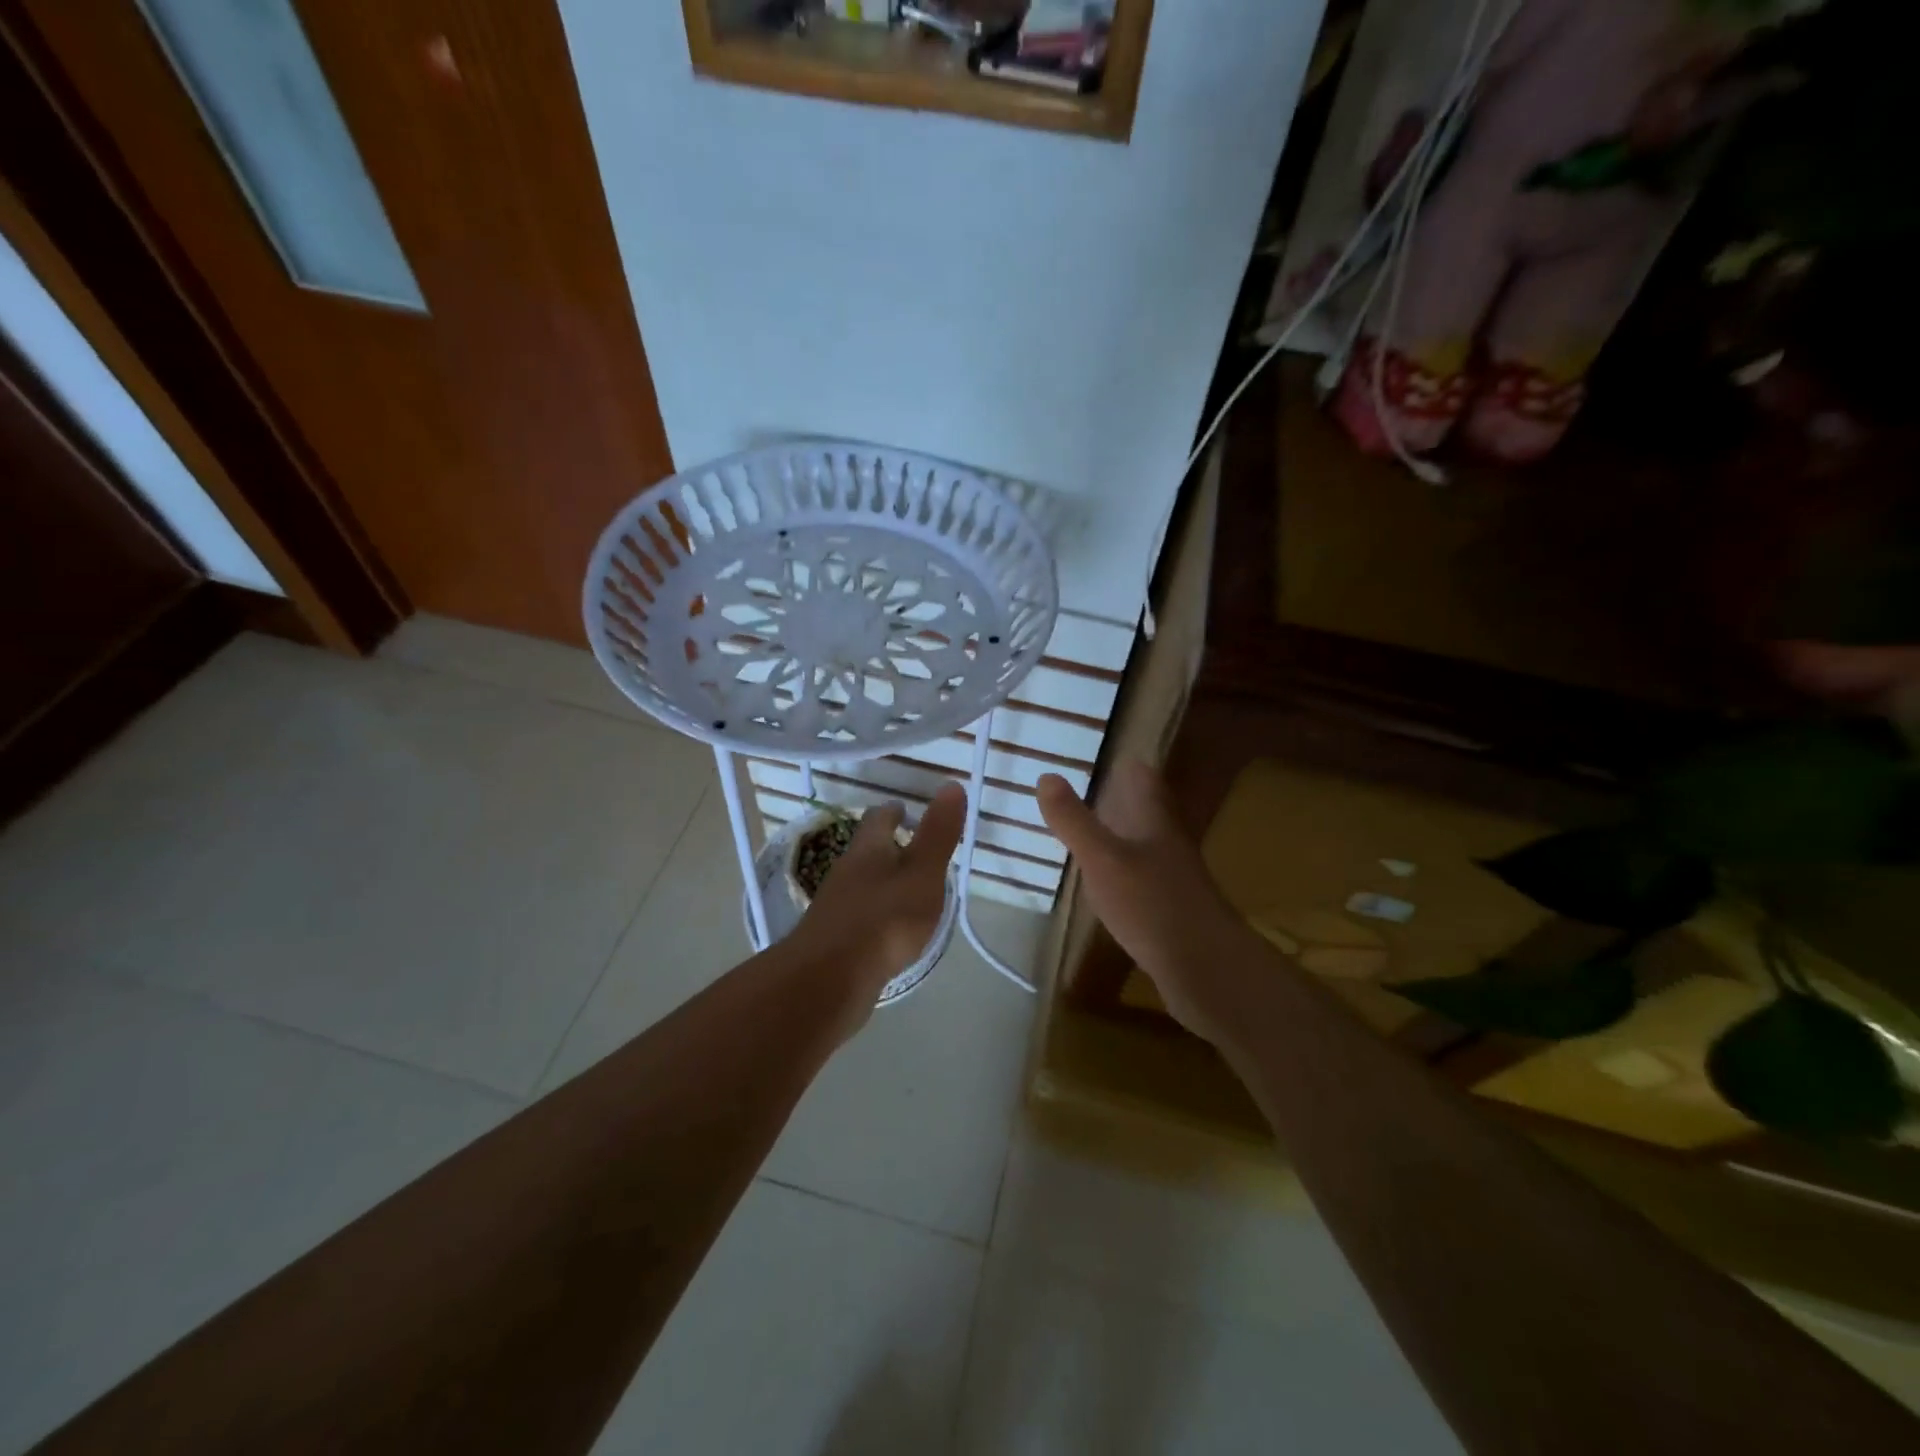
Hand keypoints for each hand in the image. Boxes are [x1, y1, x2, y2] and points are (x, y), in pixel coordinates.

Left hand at [787, 785, 965, 1030]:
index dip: (893, 811)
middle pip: (866, 850)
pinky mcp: (832, 939)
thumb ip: (938, 833)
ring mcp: (835, 907)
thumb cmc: (884, 919)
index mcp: (868, 851)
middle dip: (886, 846)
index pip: (878, 819)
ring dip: (880, 880)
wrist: (829, 979)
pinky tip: (886, 929)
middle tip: (910, 847)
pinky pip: (857, 915)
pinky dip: (874, 913)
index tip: (905, 809)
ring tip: (904, 888)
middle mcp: (846, 871)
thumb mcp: (922, 873)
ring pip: (860, 883)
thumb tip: (951, 784)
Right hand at [1036, 762, 1260, 1039]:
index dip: (1126, 766)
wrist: (1206, 969)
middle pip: (1147, 811)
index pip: (1145, 779)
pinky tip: (1106, 886)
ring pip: (1145, 846)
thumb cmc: (1151, 904)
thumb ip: (1074, 820)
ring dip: (1121, 837)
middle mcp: (1169, 844)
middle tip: (1087, 793)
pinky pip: (1144, 880)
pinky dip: (1124, 873)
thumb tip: (1047, 775)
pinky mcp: (1173, 912)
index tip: (1102, 758)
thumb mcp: (1102, 859)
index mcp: (1156, 822)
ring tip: (1089, 834)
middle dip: (1120, 801)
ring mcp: (1175, 880)